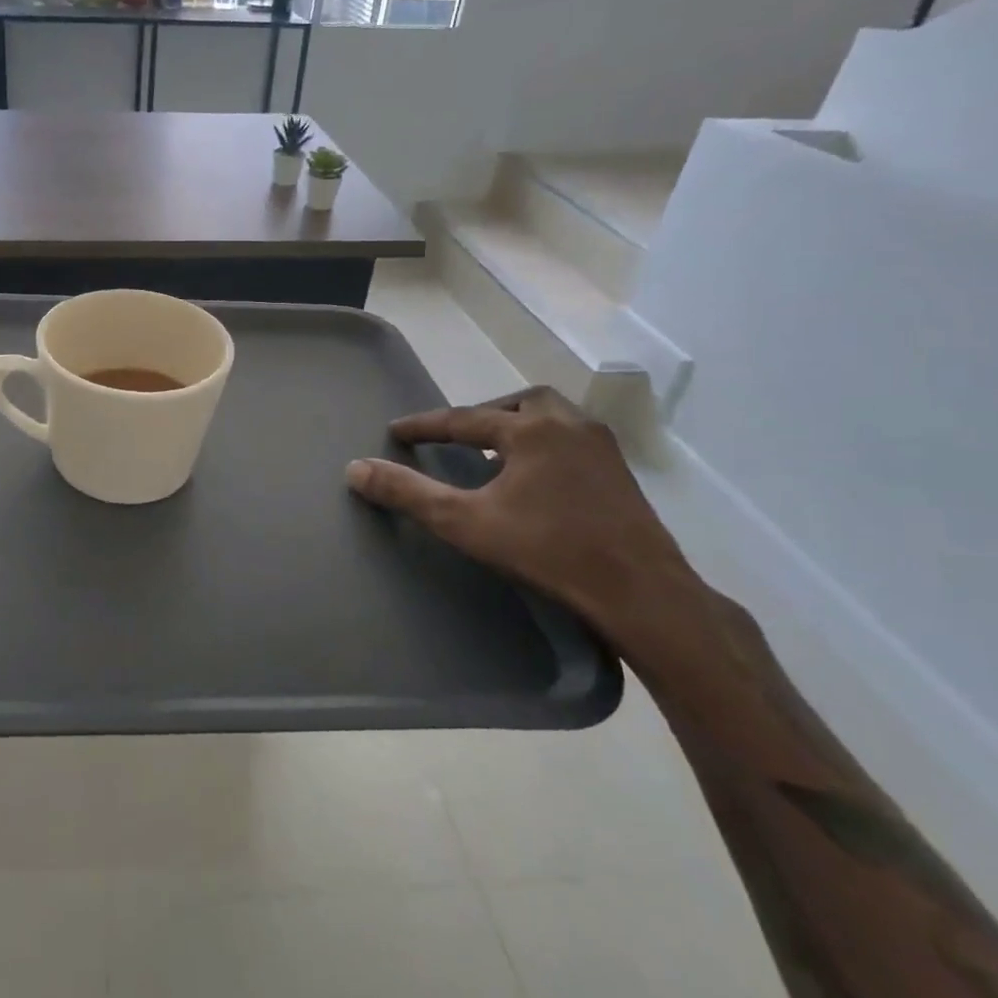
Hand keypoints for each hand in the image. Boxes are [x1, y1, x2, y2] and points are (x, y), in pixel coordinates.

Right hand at [345, 386, 699, 644]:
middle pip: (520, 403)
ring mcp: (602, 449)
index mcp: (531, 430)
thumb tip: (354, 469)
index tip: (396, 431)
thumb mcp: (465, 523)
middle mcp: (569, 426)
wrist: (643, 594)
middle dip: (484, 415)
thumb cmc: (548, 551)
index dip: (425, 426)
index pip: (464, 419)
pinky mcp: (622, 475)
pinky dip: (545, 446)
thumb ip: (408, 493)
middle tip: (459, 437)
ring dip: (518, 427)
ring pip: (553, 418)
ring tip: (495, 455)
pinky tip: (535, 480)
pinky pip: (573, 441)